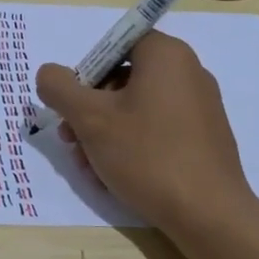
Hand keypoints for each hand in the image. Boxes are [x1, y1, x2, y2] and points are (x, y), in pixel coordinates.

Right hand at [35, 31, 255, 234]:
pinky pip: (158, 130)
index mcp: (166, 55)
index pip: (116, 44)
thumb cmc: (147, 155)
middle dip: (89, 111)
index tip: (73, 105)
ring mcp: (200, 106)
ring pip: (137, 109)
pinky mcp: (204, 137)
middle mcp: (188, 72)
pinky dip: (131, 146)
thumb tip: (49, 73)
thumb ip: (60, 88)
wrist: (209, 214)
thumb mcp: (90, 119)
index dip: (87, 71)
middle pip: (123, 79)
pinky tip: (113, 177)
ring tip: (88, 168)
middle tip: (71, 141)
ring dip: (104, 134)